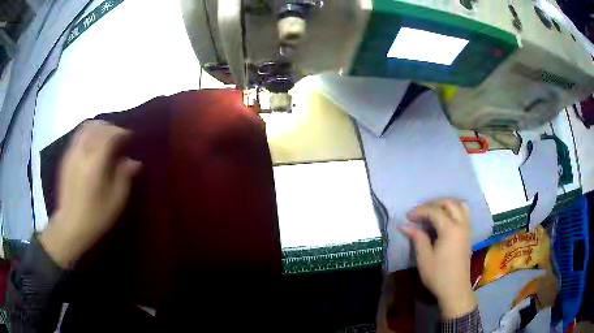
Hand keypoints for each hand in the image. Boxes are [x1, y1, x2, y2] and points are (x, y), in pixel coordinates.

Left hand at [40, 121, 140, 267]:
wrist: (70, 226)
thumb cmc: (95, 217)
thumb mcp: (115, 201)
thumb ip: (124, 177)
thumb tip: (134, 161)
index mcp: (95, 164)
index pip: (109, 136)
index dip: (121, 132)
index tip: (130, 136)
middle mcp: (82, 153)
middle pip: (97, 127)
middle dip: (110, 127)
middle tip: (119, 135)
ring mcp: (71, 154)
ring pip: (85, 128)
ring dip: (98, 127)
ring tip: (107, 135)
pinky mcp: (66, 158)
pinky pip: (78, 135)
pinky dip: (89, 132)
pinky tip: (93, 143)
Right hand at [400, 199, 476, 318]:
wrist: (455, 289)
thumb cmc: (438, 275)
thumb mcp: (424, 258)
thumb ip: (417, 238)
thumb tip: (405, 226)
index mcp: (450, 229)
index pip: (434, 211)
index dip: (420, 211)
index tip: (408, 217)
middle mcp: (461, 225)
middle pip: (449, 203)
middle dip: (434, 204)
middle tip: (421, 212)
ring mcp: (467, 229)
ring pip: (460, 205)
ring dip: (447, 204)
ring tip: (435, 212)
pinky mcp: (468, 235)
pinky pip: (464, 214)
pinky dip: (455, 210)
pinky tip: (445, 221)